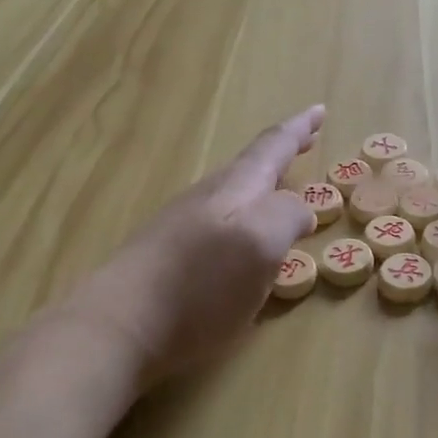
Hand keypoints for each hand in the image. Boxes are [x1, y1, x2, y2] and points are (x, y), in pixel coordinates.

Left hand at [71, 107, 324, 383]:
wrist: (118, 327)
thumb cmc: (199, 285)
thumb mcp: (260, 244)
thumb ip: (286, 216)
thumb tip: (298, 208)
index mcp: (235, 189)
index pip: (272, 147)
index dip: (298, 129)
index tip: (319, 110)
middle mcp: (208, 199)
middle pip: (249, 168)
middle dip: (279, 155)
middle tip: (304, 143)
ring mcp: (183, 227)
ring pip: (232, 195)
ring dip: (261, 187)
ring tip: (280, 191)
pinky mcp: (168, 258)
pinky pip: (218, 225)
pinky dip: (242, 220)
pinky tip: (242, 244)